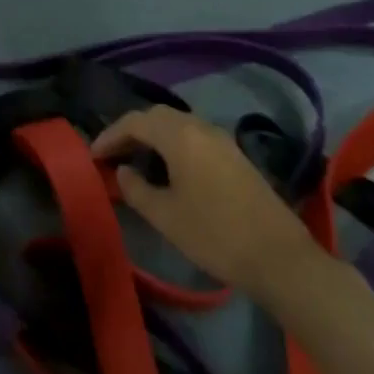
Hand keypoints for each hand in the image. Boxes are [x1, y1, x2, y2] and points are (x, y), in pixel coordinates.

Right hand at [93, 106, 319, 288]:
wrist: (279, 257)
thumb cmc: (215, 235)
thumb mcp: (166, 216)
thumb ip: (137, 190)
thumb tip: (123, 171)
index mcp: (180, 135)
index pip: (135, 122)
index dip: (110, 135)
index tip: (93, 155)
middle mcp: (200, 127)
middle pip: (157, 116)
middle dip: (131, 131)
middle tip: (112, 154)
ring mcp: (221, 139)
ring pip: (177, 125)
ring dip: (153, 136)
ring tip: (136, 160)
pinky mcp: (235, 155)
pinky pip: (194, 136)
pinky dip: (173, 144)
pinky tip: (168, 168)